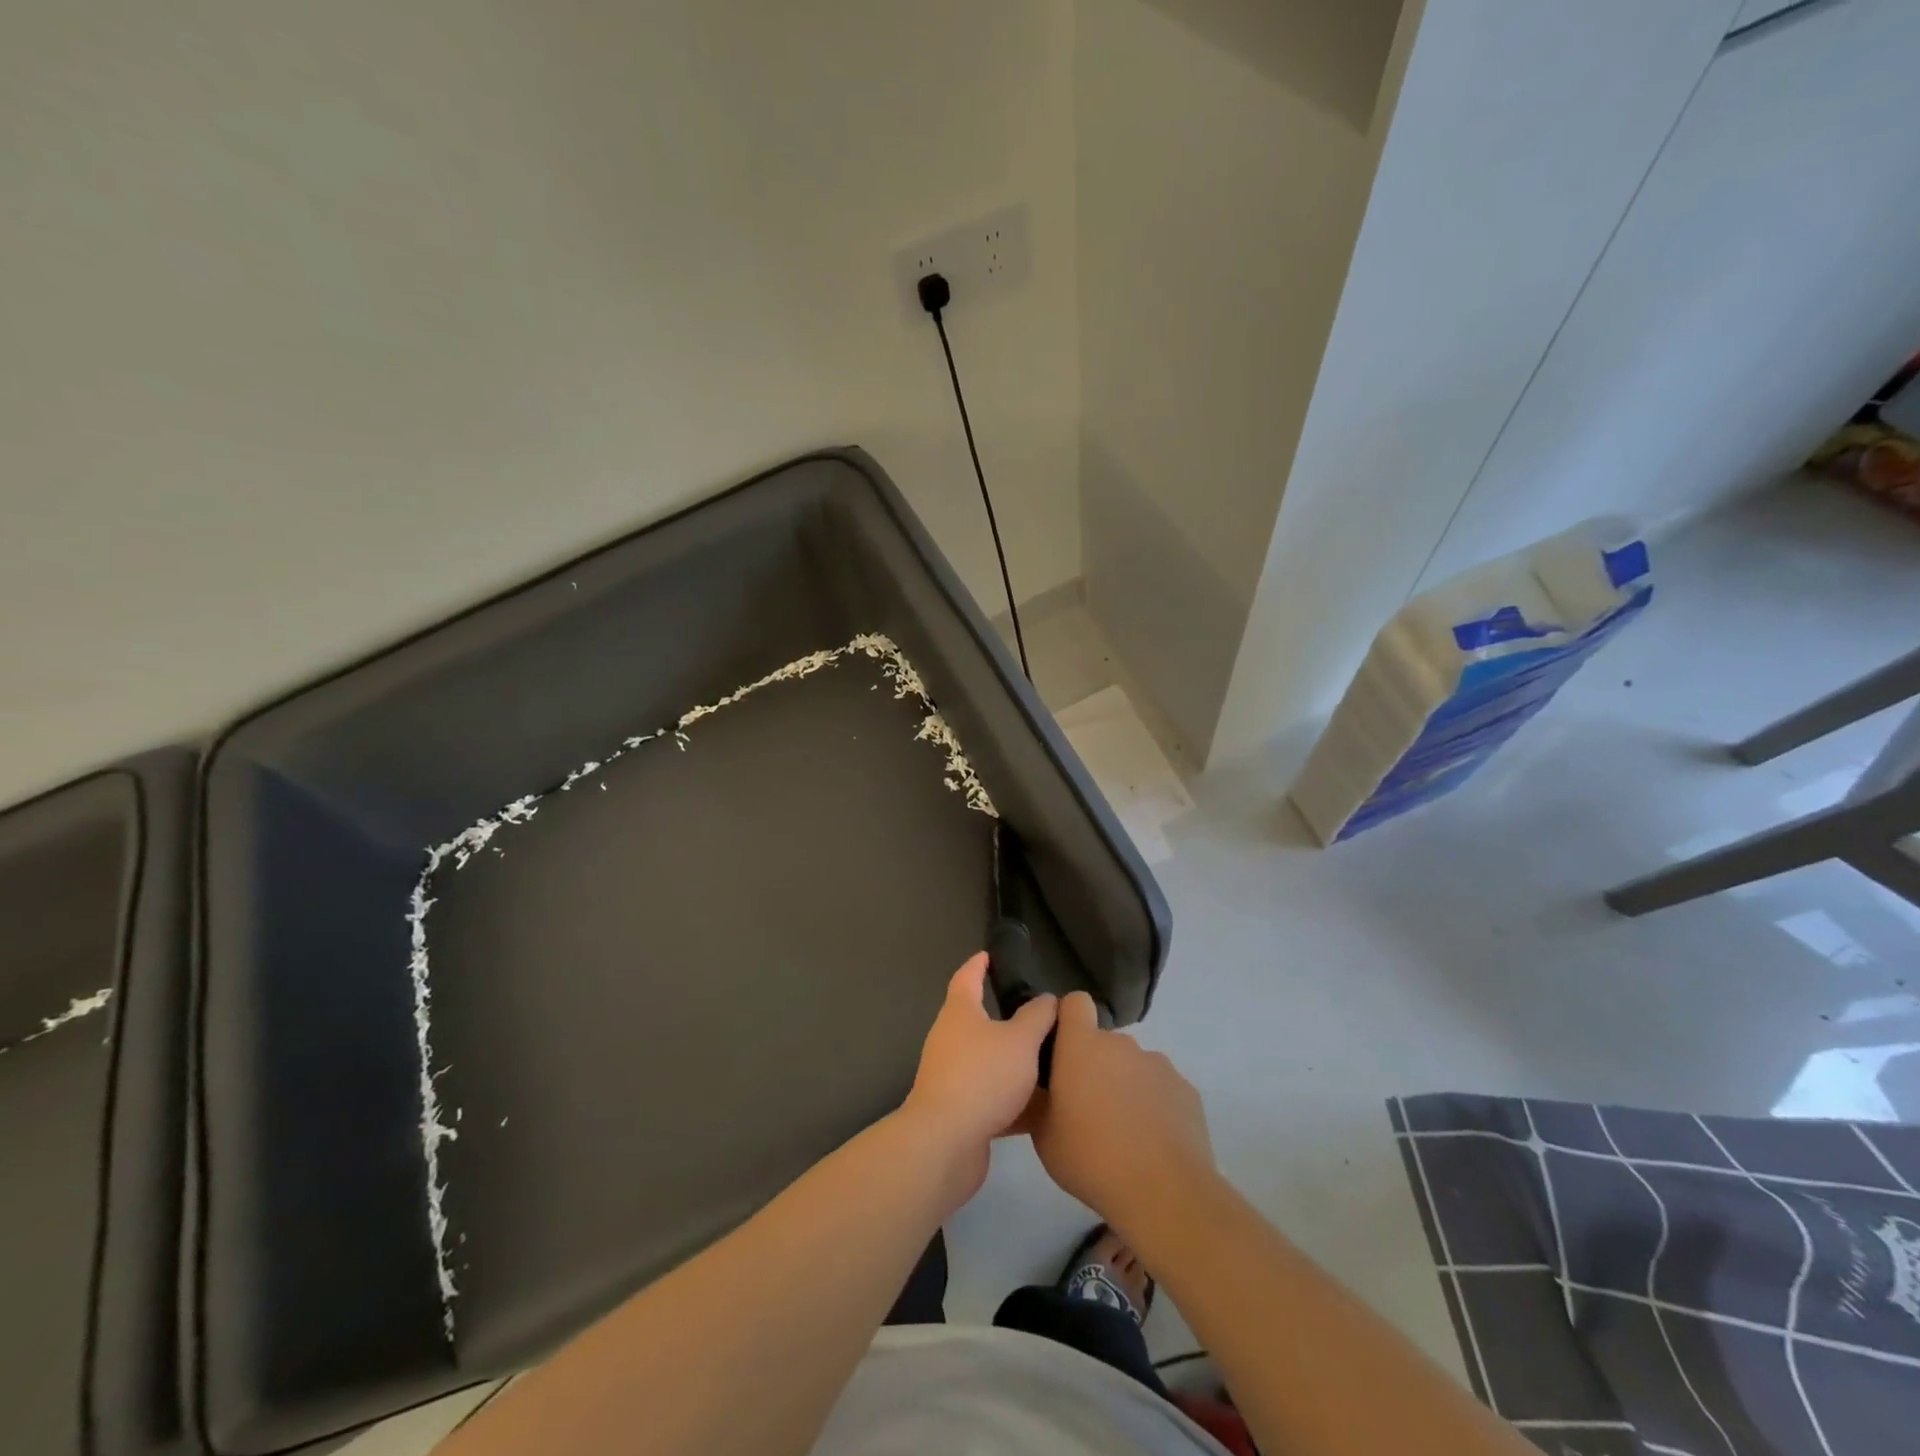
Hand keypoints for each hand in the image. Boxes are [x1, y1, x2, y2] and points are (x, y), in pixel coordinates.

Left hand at [902, 953, 1056, 1194]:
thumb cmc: (983, 1076)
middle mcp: (950, 1039)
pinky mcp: (959, 1111)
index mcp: (960, 1013)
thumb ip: (1038, 1017)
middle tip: (1038, 1014)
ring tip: (1049, 1060)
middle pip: (978, 1020)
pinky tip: (1043, 1108)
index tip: (990, 955)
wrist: (946, 1143)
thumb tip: (1047, 999)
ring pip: (988, 1061)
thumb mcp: (1021, 1040)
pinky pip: (992, 1096)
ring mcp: (951, 1076)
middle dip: (1005, 1017)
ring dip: (1013, 1061)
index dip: (979, 964)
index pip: (967, 977)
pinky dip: (1015, 1099)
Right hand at [1029, 992, 1213, 1231]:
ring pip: (1133, 1066)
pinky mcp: (1186, 1089)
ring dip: (1124, 1085)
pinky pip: (1160, 1088)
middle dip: (1095, 1065)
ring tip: (1122, 1131)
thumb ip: (1039, 1100)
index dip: (1068, 1019)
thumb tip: (1040, 1089)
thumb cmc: (1091, 1157)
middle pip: (1104, 1042)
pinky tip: (1151, 1142)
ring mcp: (1157, 1064)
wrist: (1163, 1191)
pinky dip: (1153, 1105)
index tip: (1061, 1048)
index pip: (1075, 1003)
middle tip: (1086, 1107)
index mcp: (1082, 1045)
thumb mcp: (1043, 1135)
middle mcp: (1121, 1044)